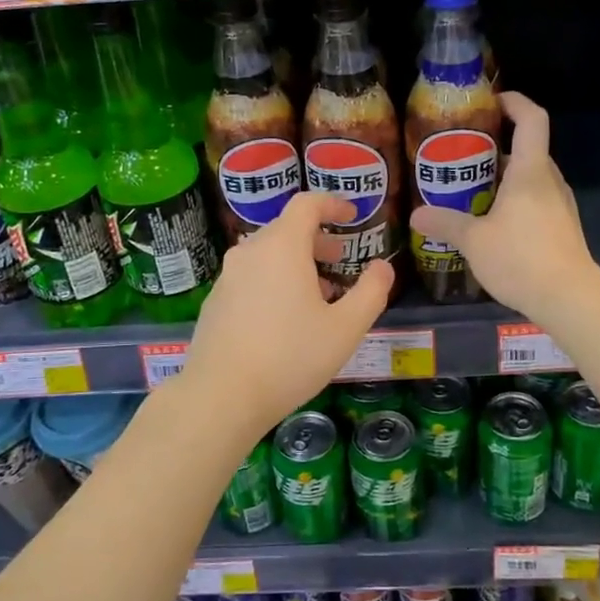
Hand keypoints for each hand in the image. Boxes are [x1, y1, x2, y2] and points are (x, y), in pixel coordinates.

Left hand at [181, 192, 393, 435]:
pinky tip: (287, 317)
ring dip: (297, 262)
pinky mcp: (216, 300)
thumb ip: (371, 292)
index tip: (352, 215)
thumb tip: (383, 267)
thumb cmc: (290, 357)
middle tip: (341, 258)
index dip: (332, 204)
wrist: (221, 396)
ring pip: (268, 254)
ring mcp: (228, 276)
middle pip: (287, 228)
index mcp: (282, 246)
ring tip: (320, 293)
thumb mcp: (345, 328)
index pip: (307, 204)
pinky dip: (274, 279)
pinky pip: (252, 275)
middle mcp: (250, 251)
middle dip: (318, 238)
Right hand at [409, 92, 598, 320]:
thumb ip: (445, 224)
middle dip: (497, 147)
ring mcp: (559, 205)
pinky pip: (536, 201)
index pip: (532, 119)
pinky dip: (514, 201)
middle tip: (463, 156)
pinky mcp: (562, 227)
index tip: (492, 101)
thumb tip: (416, 216)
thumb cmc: (521, 258)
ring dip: (504, 177)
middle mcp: (549, 181)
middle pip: (527, 149)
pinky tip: (492, 223)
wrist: (570, 298)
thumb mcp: (474, 241)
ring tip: (471, 191)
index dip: (515, 102)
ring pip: (531, 178)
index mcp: (530, 172)